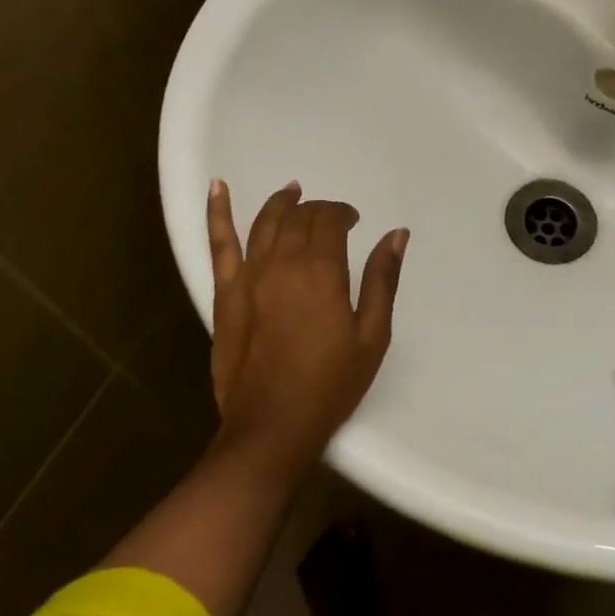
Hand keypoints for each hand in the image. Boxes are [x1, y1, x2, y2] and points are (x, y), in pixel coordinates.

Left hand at [206, 181, 407, 476]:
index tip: (354, 222)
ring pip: (264, 222)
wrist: (272, 427)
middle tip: (330, 219)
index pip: (329, 220)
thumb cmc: (330, 385)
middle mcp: (282, 263)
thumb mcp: (371, 336)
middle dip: (316, 209)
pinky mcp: (225, 294)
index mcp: (321, 271)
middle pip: (298, 218)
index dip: (343, 213)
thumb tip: (396, 233)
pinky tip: (218, 188)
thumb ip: (383, 280)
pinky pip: (219, 244)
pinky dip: (217, 212)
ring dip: (280, 202)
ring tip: (292, 190)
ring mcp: (249, 276)